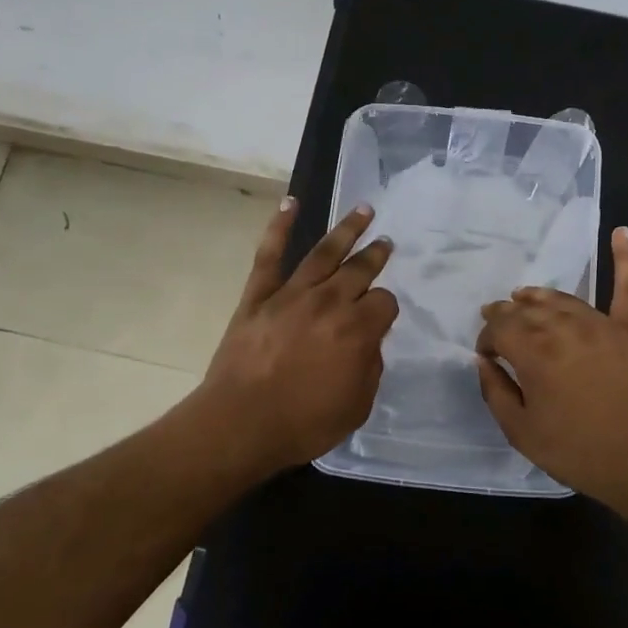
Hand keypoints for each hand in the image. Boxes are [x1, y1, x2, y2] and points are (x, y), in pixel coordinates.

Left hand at [192, 199, 397, 473]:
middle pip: (360, 269)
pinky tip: (291, 203)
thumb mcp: (357, 406)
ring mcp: (292, 294)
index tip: (381, 316)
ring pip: (324, 252)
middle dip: (376, 254)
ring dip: (347, 229)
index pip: (385, 303)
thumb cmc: (303, 423)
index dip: (386, 308)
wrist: (240, 424)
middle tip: (386, 242)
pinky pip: (270, 254)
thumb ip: (370, 368)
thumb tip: (368, 342)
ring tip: (364, 210)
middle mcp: (329, 302)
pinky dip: (279, 226)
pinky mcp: (259, 295)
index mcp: (358, 330)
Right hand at [475, 228, 627, 510]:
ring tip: (525, 296)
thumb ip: (495, 392)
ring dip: (538, 296)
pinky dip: (626, 258)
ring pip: (562, 298)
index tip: (488, 357)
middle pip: (527, 308)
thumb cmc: (579, 452)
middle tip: (499, 325)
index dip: (487, 339)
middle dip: (507, 314)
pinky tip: (622, 232)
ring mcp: (601, 324)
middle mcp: (564, 327)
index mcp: (533, 351)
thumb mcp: (521, 432)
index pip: (499, 328)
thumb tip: (483, 362)